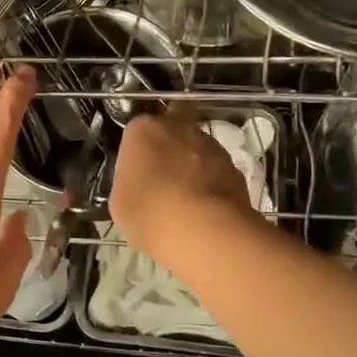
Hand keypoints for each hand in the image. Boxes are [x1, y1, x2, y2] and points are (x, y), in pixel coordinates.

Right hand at [109, 108, 255, 266]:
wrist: (203, 232)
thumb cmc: (148, 212)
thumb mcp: (120, 200)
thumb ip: (130, 180)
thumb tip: (140, 183)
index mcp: (144, 130)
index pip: (138, 128)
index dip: (139, 147)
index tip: (138, 167)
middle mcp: (179, 128)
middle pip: (175, 124)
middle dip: (171, 140)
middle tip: (164, 169)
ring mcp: (212, 146)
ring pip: (200, 146)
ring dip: (194, 162)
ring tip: (187, 195)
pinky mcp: (235, 169)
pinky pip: (217, 170)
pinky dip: (212, 182)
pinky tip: (205, 207)